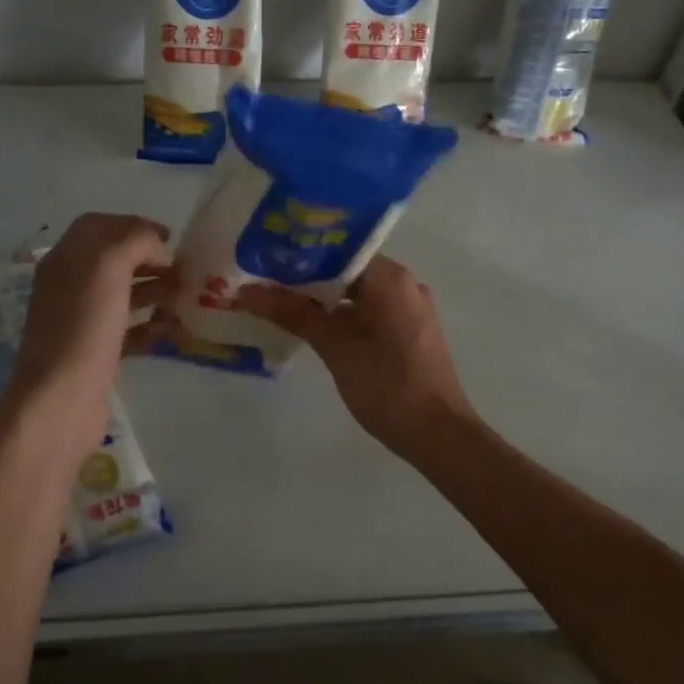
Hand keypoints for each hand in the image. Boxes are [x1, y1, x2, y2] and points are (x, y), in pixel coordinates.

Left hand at [9, 214, 173, 447]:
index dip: (134, 225)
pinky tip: (173, 330)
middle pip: (114, 259)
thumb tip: (158, 247)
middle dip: (150, 260)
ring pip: (123, 294)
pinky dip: (151, 325)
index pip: (99, 225)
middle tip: (184, 271)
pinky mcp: (95, 352)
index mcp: (66, 258)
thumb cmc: (84, 327)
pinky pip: (127, 329)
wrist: (60, 399)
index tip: (170, 239)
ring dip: (155, 291)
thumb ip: (135, 240)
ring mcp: (81, 320)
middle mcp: (70, 284)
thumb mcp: (109, 266)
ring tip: (185, 299)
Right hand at [235, 256, 477, 458]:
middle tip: (263, 282)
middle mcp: (404, 283)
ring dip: (322, 299)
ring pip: (357, 292)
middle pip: (346, 269)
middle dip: (306, 278)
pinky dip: (343, 315)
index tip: (264, 260)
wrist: (438, 433)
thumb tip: (246, 291)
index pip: (337, 249)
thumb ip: (292, 313)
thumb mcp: (334, 346)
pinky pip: (370, 310)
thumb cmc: (386, 383)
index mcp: (389, 277)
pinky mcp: (411, 331)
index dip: (298, 254)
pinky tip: (313, 328)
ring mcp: (410, 308)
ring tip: (279, 304)